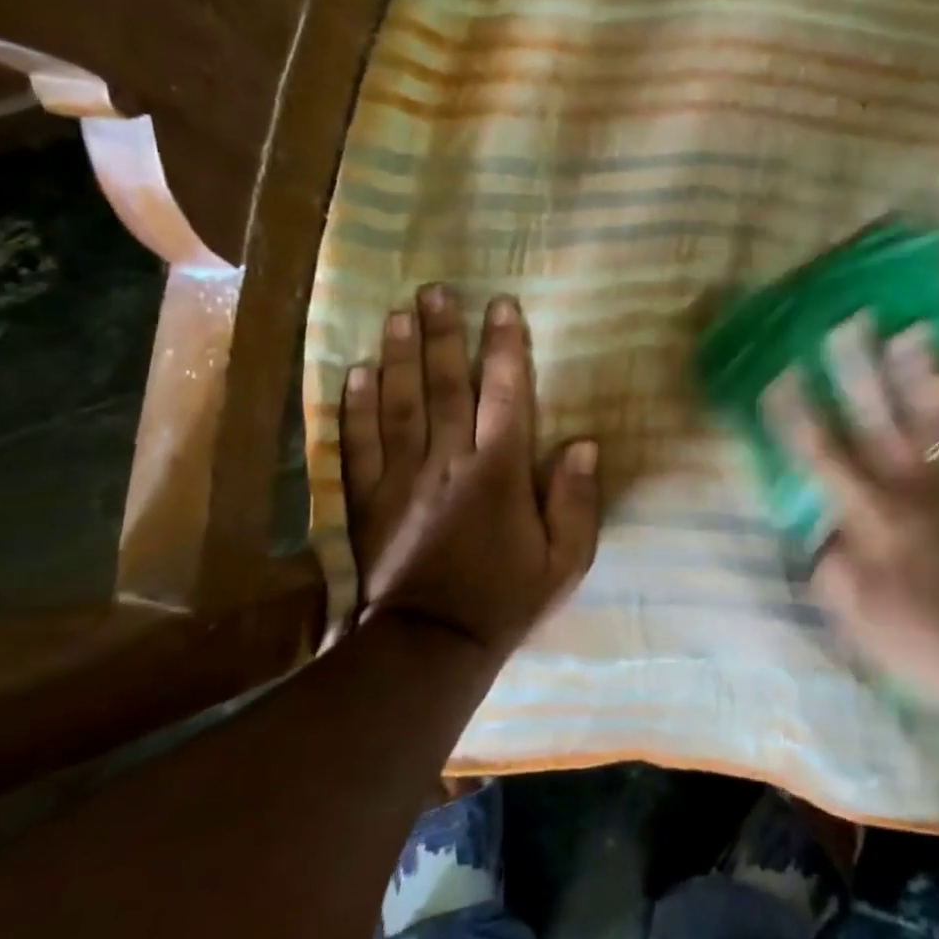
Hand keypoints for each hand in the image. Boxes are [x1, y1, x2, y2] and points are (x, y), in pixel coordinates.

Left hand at [340, 285, 599, 656]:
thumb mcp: (564, 561)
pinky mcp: (368, 499)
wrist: (430, 647)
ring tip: (396, 314)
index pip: (504, 394)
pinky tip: (355, 372)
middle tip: (435, 291)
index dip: (505, 347)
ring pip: (400, 404)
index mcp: (499, 472)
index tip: (501, 306)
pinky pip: (359, 443)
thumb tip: (583, 443)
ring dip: (399, 356)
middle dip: (443, 334)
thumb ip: (576, 501)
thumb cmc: (505, 599)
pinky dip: (356, 406)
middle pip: (446, 385)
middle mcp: (449, 461)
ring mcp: (403, 478)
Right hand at [765, 319, 938, 724]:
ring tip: (908, 329)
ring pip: (933, 413)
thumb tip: (822, 535)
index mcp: (871, 515)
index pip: (823, 454)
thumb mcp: (860, 622)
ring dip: (918, 370)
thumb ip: (831, 571)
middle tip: (844, 325)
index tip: (780, 378)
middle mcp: (910, 484)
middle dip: (855, 369)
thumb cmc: (931, 643)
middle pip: (875, 417)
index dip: (797, 414)